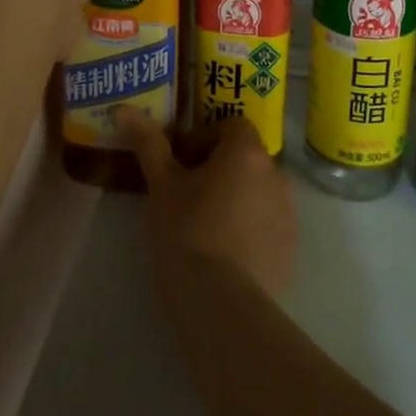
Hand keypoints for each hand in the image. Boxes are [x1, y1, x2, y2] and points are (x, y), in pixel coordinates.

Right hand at [118, 109, 297, 301]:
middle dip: (217, 169)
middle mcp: (276, 175)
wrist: (222, 305)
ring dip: (234, 198)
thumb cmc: (187, 232)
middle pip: (245, 159)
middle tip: (184, 194)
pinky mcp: (290, 250)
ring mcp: (288, 215)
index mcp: (247, 153)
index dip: (204, 137)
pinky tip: (221, 255)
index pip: (231, 126)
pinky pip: (266, 225)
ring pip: (257, 192)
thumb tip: (124, 109)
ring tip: (201, 226)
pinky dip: (247, 229)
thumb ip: (148, 143)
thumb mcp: (161, 186)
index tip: (180, 162)